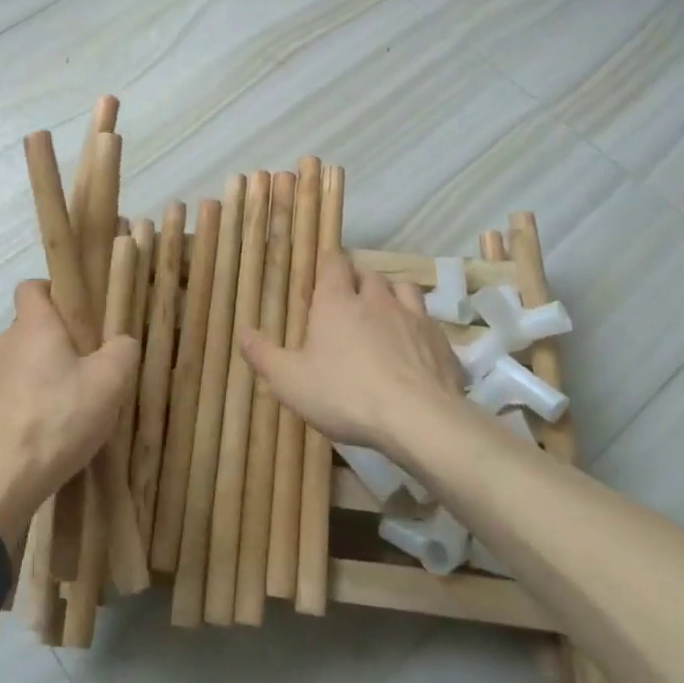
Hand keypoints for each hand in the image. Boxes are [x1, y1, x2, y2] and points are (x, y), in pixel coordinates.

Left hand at [0, 280, 138, 549]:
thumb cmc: (57, 421)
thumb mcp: (109, 384)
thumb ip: (122, 351)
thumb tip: (121, 341)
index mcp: (32, 326)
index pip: (32, 287)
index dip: (54, 293)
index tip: (77, 317)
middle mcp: (2, 343)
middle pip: (29, 329)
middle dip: (54, 344)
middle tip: (84, 372)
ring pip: (16, 364)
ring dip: (37, 377)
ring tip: (63, 410)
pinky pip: (3, 396)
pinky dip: (20, 406)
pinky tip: (40, 435)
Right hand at [239, 255, 458, 456]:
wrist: (418, 419)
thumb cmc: (344, 394)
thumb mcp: (290, 381)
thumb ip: (263, 355)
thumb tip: (242, 332)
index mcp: (337, 301)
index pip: (334, 263)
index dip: (330, 264)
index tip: (324, 272)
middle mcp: (376, 299)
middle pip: (369, 273)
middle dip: (359, 279)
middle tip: (350, 297)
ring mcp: (413, 317)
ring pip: (403, 289)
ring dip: (392, 295)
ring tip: (385, 312)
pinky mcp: (441, 342)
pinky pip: (429, 322)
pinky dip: (419, 327)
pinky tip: (416, 347)